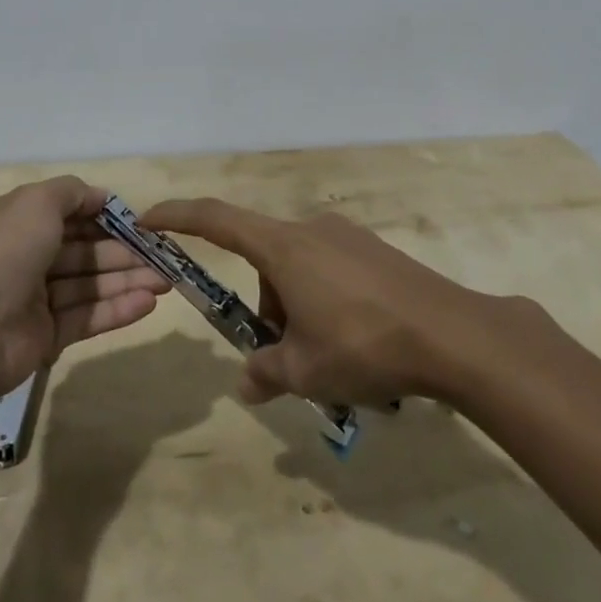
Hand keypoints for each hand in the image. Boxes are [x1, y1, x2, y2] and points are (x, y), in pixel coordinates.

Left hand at [0, 177, 168, 397]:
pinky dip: (118, 309)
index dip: (102, 215)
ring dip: (128, 280)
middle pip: (83, 250)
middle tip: (162, 255)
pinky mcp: (47, 334)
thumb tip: (100, 196)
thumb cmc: (5, 253)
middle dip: (123, 251)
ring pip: (90, 284)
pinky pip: (88, 316)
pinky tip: (149, 303)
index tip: (137, 220)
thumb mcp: (36, 202)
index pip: (66, 213)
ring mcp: (36, 298)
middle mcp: (25, 256)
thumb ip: (71, 192)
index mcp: (16, 222)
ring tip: (166, 280)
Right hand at [138, 198, 486, 407]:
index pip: (216, 220)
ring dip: (296, 307)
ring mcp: (347, 236)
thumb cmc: (364, 345)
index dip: (177, 216)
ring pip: (298, 268)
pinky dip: (325, 300)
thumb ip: (265, 374)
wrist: (453, 334)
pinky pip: (331, 270)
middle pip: (263, 259)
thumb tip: (245, 385)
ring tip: (329, 359)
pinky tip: (357, 341)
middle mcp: (310, 230)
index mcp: (283, 248)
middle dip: (264, 306)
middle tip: (284, 357)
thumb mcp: (305, 371)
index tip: (147, 219)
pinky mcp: (375, 251)